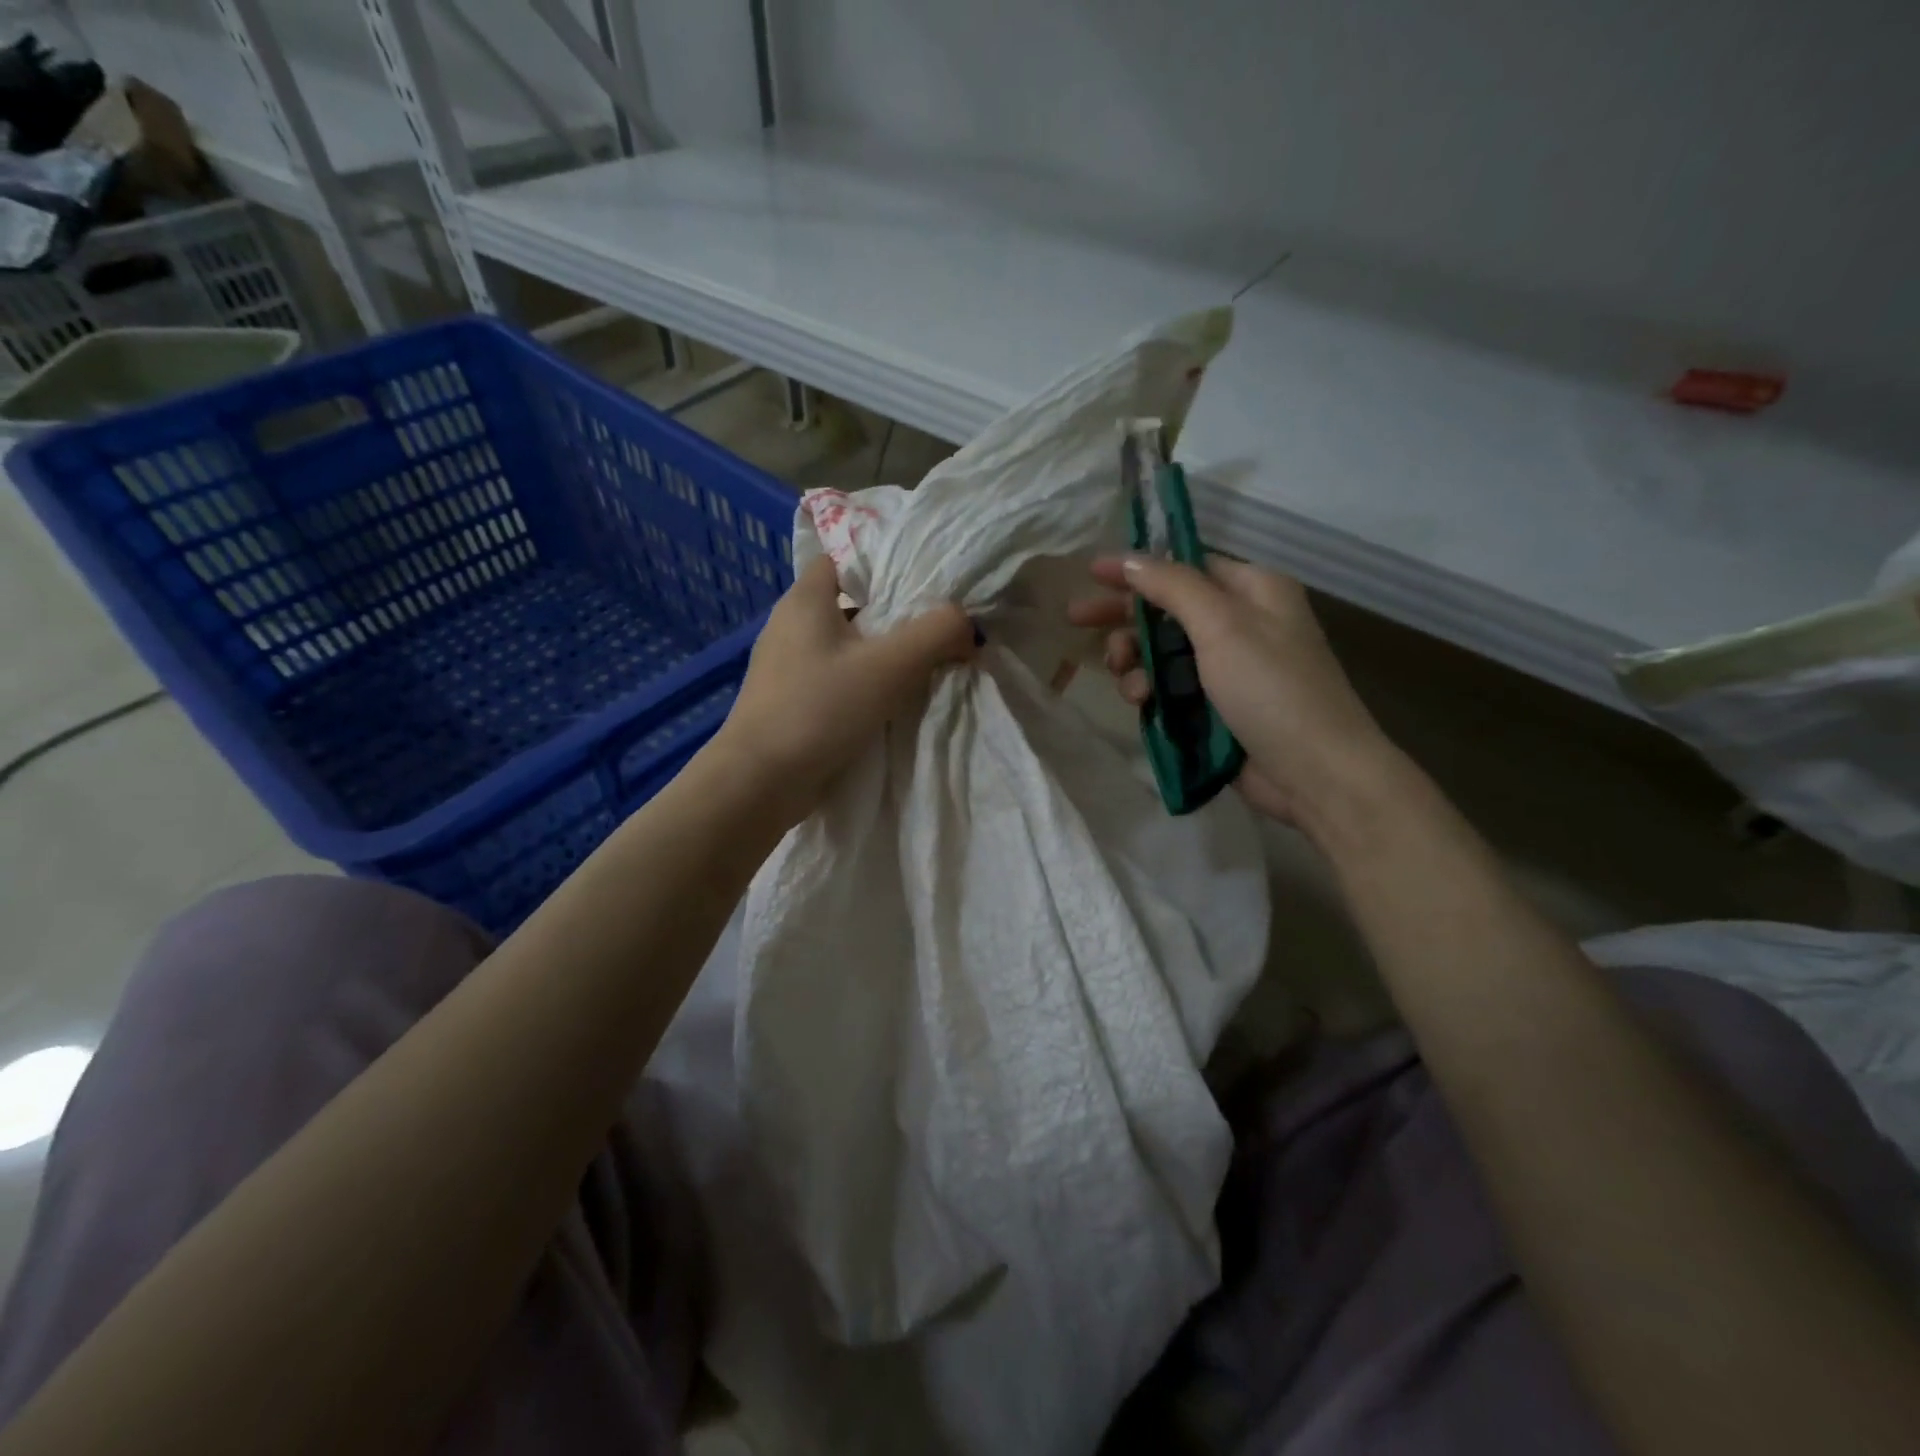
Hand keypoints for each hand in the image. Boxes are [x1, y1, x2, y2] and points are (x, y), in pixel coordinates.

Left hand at [712, 556, 975, 826]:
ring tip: (920, 665)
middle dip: (890, 615)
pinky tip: (887, 702)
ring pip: (842, 646)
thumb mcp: (890, 666)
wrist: (760, 781)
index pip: (843, 560)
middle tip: (934, 627)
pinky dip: (859, 684)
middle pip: (848, 605)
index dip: (882, 565)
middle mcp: (788, 625)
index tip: (923, 583)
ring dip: (877, 654)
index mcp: (804, 600)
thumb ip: (936, 634)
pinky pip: (832, 679)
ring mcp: (784, 666)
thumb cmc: (820, 709)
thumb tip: (968, 624)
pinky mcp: (787, 701)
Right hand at [1068, 555, 1395, 833]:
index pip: (1184, 565)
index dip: (1137, 567)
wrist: (1315, 773)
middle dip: (1124, 616)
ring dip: (1134, 659)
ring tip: (1126, 679)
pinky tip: (1140, 703)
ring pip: (1161, 651)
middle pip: (1167, 608)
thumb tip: (1131, 558)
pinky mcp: (1214, 706)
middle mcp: (1240, 623)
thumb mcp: (1222, 625)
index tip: (1091, 573)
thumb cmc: (1272, 688)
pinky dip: (1150, 690)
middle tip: (1077, 619)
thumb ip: (1173, 586)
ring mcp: (1226, 668)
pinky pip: (1168, 687)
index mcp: (1252, 590)